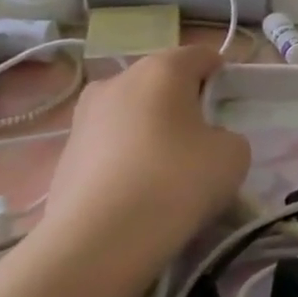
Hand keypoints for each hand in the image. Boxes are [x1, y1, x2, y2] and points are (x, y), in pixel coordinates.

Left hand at [29, 43, 250, 296]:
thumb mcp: (234, 153)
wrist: (99, 241)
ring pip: (131, 113)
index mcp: (161, 69)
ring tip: (167, 171)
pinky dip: (126, 159)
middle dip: (181, 102)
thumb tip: (205, 142)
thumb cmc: (178, 180)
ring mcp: (82, 118)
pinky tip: (138, 193)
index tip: (229, 106)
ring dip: (150, 131)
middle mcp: (116, 81)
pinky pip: (109, 146)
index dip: (220, 75)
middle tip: (201, 138)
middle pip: (160, 82)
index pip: (200, 55)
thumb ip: (226, 135)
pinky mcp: (63, 156)